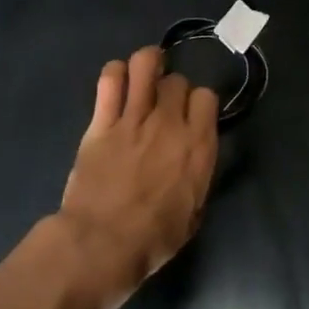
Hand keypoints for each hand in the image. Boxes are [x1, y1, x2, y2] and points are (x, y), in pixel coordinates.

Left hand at [56, 46, 218, 308]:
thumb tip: (194, 160)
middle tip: (162, 105)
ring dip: (148, 63)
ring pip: (146, 64)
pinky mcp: (102, 121)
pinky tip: (117, 82)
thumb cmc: (152, 240)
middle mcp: (170, 123)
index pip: (207, 96)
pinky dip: (115, 73)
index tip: (191, 115)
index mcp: (198, 146)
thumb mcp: (193, 214)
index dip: (199, 103)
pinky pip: (110, 79)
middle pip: (178, 81)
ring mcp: (134, 118)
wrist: (101, 244)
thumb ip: (197, 176)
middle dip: (172, 89)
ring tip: (144, 72)